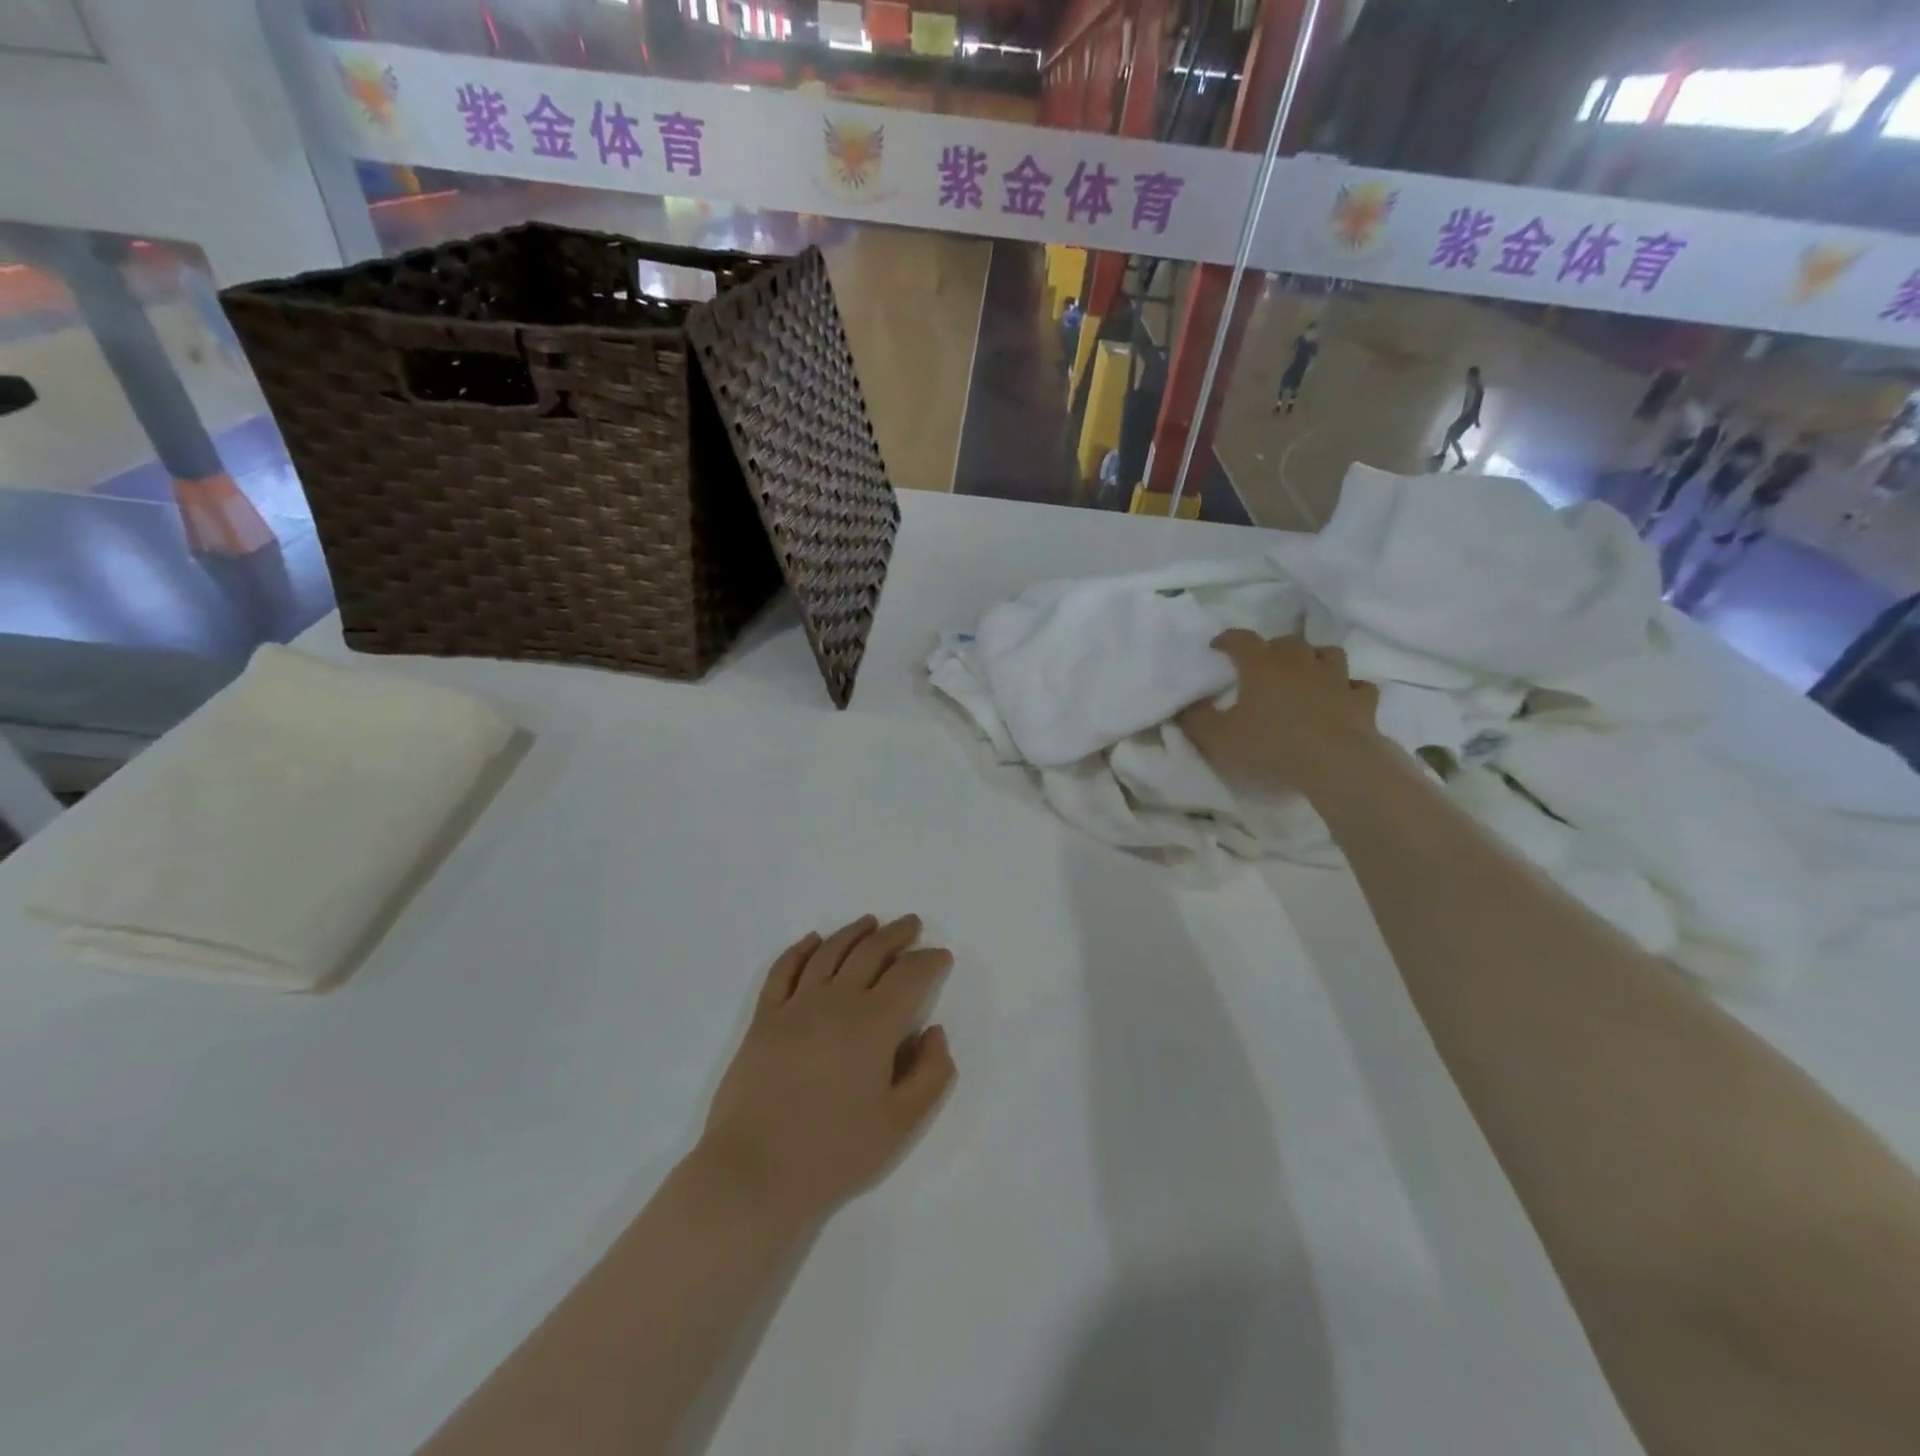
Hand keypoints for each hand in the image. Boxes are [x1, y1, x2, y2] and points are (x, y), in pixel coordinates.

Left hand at [699, 915, 955, 1226]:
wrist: (754, 1174)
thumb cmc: (834, 1153)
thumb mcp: (900, 1124)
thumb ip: (930, 1074)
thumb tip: (935, 1032)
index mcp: (874, 1023)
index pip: (910, 975)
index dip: (930, 961)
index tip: (941, 956)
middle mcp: (836, 1001)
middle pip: (870, 952)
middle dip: (896, 934)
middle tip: (911, 924)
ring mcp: (795, 1006)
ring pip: (829, 952)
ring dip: (854, 932)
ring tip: (870, 921)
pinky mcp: (763, 1019)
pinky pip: (783, 970)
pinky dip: (800, 949)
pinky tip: (813, 940)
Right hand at [1179, 631, 1382, 790]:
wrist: (1335, 762)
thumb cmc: (1270, 745)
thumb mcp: (1218, 738)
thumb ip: (1197, 719)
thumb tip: (1188, 705)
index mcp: (1262, 665)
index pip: (1241, 639)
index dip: (1228, 639)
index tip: (1218, 646)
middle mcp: (1299, 662)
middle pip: (1286, 641)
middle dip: (1272, 648)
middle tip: (1263, 665)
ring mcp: (1335, 678)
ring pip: (1327, 654)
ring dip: (1314, 659)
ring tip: (1305, 673)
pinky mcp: (1361, 700)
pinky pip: (1357, 686)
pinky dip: (1348, 689)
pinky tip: (1341, 698)